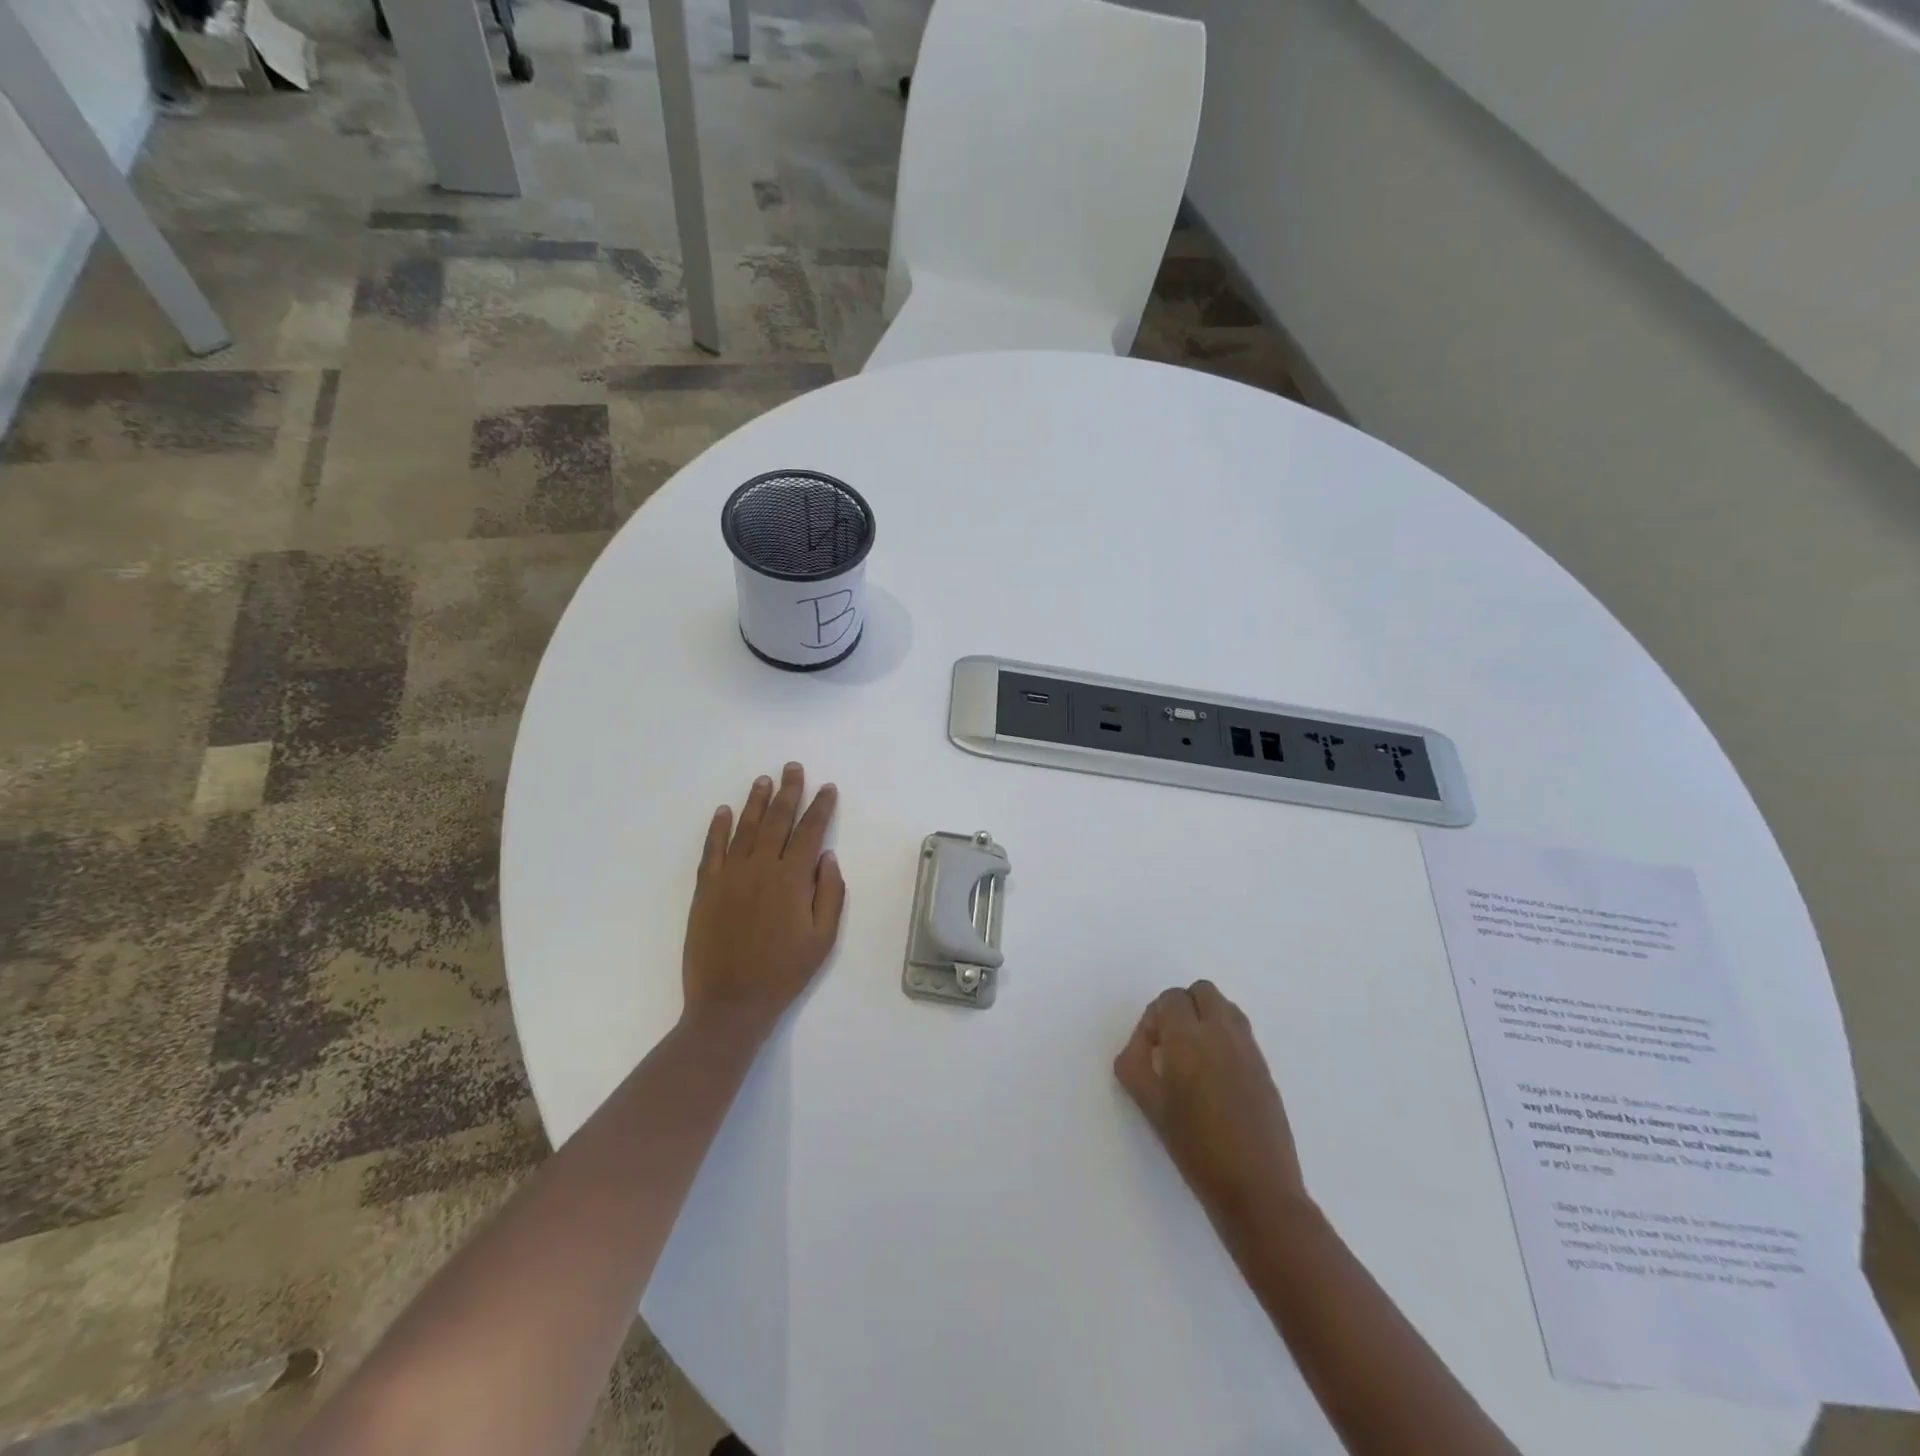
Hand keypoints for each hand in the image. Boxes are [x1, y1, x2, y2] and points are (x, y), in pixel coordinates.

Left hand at [682, 763, 845, 1037]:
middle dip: (789, 791)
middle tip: (793, 768)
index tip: (827, 788)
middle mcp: (760, 868)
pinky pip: (712, 849)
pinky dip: (717, 828)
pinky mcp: (706, 889)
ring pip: (745, 828)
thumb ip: (829, 894)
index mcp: (792, 880)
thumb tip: (826, 856)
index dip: (820, 807)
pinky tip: (723, 811)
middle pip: (777, 820)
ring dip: (756, 801)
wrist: (730, 1003)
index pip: (809, 832)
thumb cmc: (783, 973)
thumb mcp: (823, 939)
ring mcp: (729, 876)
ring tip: (764, 780)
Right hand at [1115, 980, 1310, 1227]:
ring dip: (1206, 1019)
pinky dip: (1225, 1039)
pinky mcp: (1266, 1068)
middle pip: (1201, 991)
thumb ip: (1134, 1062)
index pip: (1170, 999)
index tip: (1152, 1051)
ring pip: (1225, 1007)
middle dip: (1183, 1008)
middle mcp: (1222, 1032)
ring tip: (1196, 1060)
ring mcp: (1249, 1048)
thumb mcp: (1149, 1106)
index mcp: (1189, 1037)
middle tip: (1172, 1046)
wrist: (1257, 1190)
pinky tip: (1217, 1079)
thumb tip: (1143, 1043)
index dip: (1155, 1019)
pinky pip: (1241, 1032)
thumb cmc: (1195, 1148)